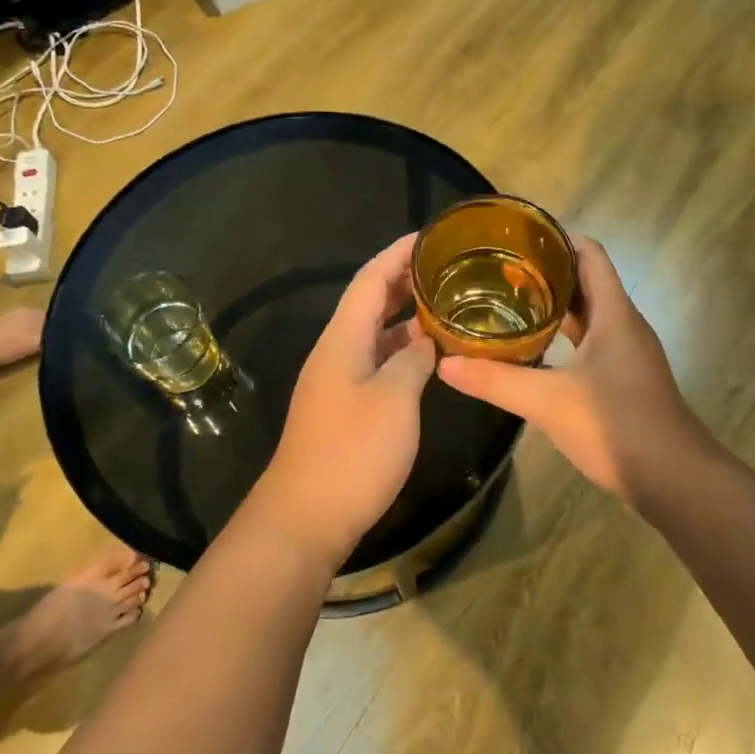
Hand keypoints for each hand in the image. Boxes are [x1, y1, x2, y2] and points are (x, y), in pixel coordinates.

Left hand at [247, 234, 436, 571]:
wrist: (306, 517)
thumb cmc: (352, 451)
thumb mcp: (395, 399)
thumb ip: (413, 359)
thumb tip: (425, 341)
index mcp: (343, 338)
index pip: (370, 279)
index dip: (398, 253)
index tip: (431, 236)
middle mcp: (336, 351)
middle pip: (370, 302)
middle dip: (405, 279)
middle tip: (448, 267)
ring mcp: (338, 380)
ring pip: (374, 333)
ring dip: (406, 316)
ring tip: (447, 304)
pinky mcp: (345, 407)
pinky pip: (376, 361)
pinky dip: (402, 350)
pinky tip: (428, 356)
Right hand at [438, 236, 702, 502]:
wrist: (676, 481)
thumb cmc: (617, 427)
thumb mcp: (548, 402)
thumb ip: (496, 381)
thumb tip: (445, 365)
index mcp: (614, 313)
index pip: (588, 253)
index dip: (555, 237)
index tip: (514, 236)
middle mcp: (624, 324)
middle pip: (585, 279)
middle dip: (544, 269)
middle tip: (496, 269)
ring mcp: (626, 352)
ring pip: (587, 312)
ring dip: (552, 303)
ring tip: (506, 301)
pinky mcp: (623, 378)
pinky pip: (589, 340)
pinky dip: (561, 334)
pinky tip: (531, 348)